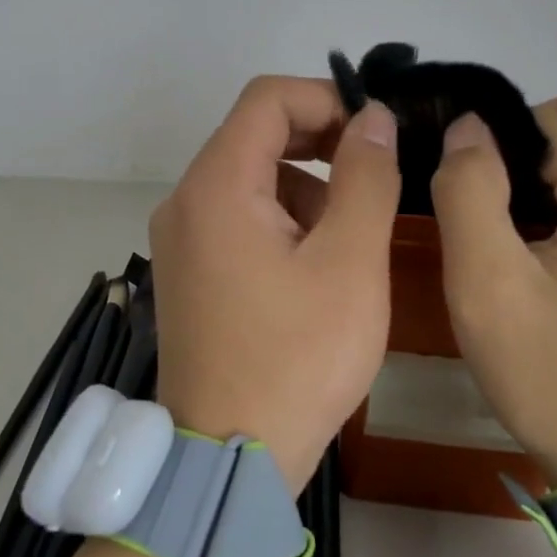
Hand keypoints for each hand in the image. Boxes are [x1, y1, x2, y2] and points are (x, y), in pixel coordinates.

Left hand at [150, 77, 401, 491]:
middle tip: (375, 175)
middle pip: (254, 134)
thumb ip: (365, 178)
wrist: (228, 458)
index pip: (267, 98)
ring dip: (305, 186)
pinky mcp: (188, 272)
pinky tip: (314, 266)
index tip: (376, 134)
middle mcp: (185, 202)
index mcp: (216, 187)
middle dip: (320, 142)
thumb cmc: (297, 358)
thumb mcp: (349, 263)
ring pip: (248, 178)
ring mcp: (180, 240)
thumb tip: (374, 118)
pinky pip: (236, 218)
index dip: (328, 99)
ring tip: (350, 236)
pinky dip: (280, 220)